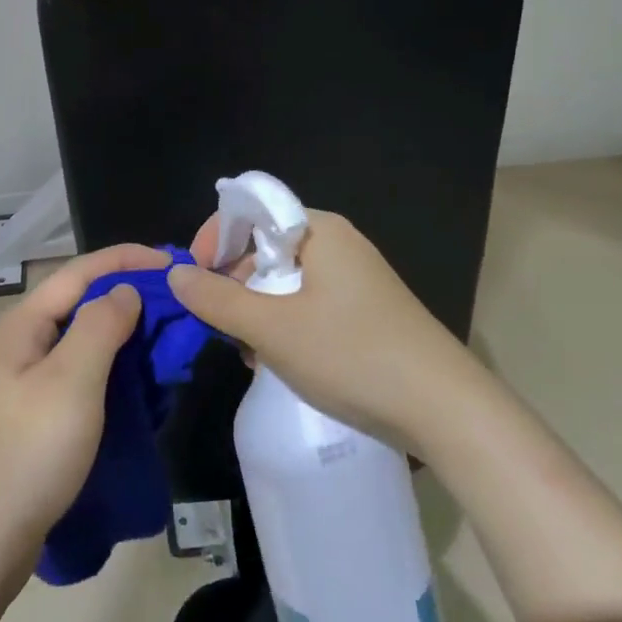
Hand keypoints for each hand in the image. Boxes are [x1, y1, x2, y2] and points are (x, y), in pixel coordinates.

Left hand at [0, 243, 169, 592]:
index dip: (127, 259)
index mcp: (22, 325)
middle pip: (80, 303)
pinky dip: (112, 371)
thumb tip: (125, 291)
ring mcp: (23, 382)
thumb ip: (100, 325)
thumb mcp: (71, 381)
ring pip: (82, 342)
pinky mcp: (33, 416)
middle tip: (179, 307)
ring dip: (124, 336)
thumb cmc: (28, 453)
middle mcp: (20, 344)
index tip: (174, 263)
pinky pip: (80, 376)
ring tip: (166, 343)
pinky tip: (138, 386)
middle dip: (129, 297)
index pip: (80, 272)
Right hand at [168, 210, 470, 450]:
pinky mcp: (364, 312)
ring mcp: (354, 279)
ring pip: (284, 281)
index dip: (214, 238)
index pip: (251, 211)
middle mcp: (337, 244)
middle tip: (220, 325)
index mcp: (319, 230)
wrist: (446, 410)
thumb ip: (217, 300)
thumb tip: (175, 275)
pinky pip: (308, 304)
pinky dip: (284, 325)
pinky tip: (277, 361)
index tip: (193, 278)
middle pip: (265, 247)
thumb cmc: (352, 354)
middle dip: (234, 283)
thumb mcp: (273, 328)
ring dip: (257, 311)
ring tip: (249, 352)